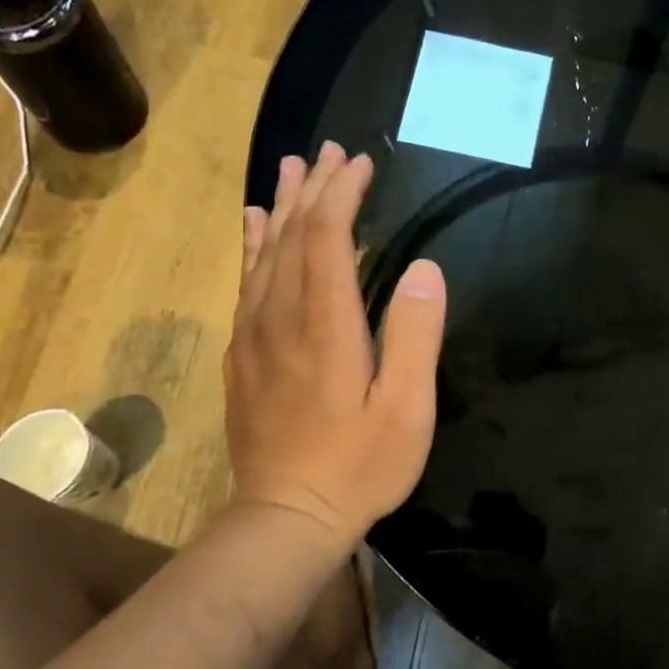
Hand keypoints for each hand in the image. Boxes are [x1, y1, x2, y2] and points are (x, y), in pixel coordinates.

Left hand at [224, 142, 446, 546]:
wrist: (286, 516)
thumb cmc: (359, 466)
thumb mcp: (406, 409)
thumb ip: (415, 335)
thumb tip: (426, 268)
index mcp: (326, 325)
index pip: (326, 237)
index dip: (342, 195)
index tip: (360, 164)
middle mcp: (281, 317)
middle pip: (291, 235)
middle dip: (313, 189)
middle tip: (330, 152)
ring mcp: (253, 336)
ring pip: (263, 254)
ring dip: (279, 208)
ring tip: (290, 169)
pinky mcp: (242, 356)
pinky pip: (245, 284)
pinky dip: (252, 247)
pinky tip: (254, 229)